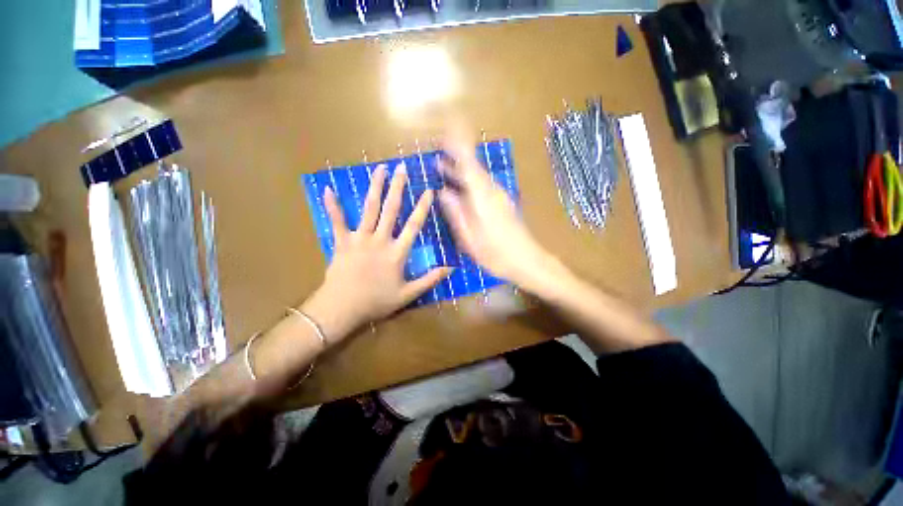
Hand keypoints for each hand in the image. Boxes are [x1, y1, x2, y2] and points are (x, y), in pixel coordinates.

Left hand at [302, 164, 452, 342]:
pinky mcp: (341, 242)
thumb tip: (451, 269)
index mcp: (397, 252)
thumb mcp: (408, 294)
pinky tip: (327, 189)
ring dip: (375, 188)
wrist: (342, 309)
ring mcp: (359, 239)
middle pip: (391, 209)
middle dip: (398, 188)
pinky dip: (332, 206)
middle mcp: (380, 240)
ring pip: (369, 209)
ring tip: (379, 170)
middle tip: (401, 168)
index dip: (423, 207)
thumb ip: (430, 279)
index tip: (429, 191)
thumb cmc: (376, 302)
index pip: (414, 225)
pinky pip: (337, 221)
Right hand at [438, 126, 555, 288]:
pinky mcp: (501, 204)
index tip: (446, 129)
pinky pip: (480, 185)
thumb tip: (443, 193)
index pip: (468, 163)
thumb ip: (457, 213)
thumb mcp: (470, 238)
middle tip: (436, 146)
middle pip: (472, 166)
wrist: (528, 261)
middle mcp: (492, 191)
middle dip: (455, 154)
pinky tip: (457, 187)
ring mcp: (498, 196)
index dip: (457, 145)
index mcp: (483, 197)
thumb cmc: (497, 254)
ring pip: (476, 176)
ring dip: (459, 168)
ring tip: (440, 164)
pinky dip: (467, 181)